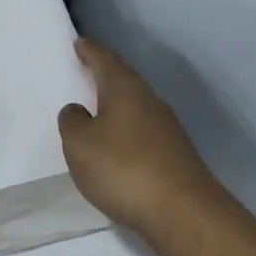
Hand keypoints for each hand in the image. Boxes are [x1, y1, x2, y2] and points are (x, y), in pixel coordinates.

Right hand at [58, 40, 224, 252]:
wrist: (183, 212)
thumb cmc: (123, 168)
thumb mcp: (80, 144)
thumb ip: (72, 122)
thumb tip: (78, 110)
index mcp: (125, 89)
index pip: (105, 60)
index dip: (90, 51)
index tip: (78, 43)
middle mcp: (150, 101)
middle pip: (124, 81)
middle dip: (104, 76)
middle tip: (84, 73)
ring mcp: (167, 128)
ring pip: (135, 106)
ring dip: (116, 106)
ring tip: (95, 111)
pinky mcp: (174, 155)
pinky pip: (143, 131)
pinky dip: (126, 131)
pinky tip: (116, 146)